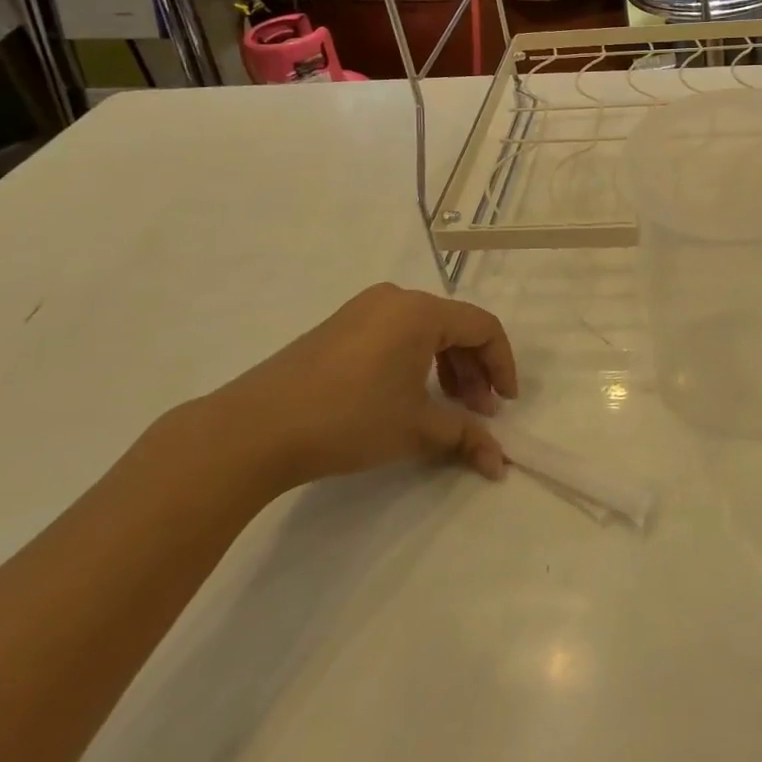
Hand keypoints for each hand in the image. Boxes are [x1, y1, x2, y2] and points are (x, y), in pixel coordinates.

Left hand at [181, 283, 518, 492]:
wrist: (255, 429)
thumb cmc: (350, 419)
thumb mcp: (417, 428)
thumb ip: (466, 436)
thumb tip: (501, 462)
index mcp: (420, 311)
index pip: (483, 327)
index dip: (503, 365)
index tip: (506, 405)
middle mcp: (395, 299)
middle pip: (455, 327)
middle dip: (475, 371)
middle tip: (479, 413)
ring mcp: (363, 310)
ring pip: (425, 331)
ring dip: (447, 368)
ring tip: (448, 409)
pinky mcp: (339, 327)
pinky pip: (396, 335)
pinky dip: (416, 362)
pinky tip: (410, 397)